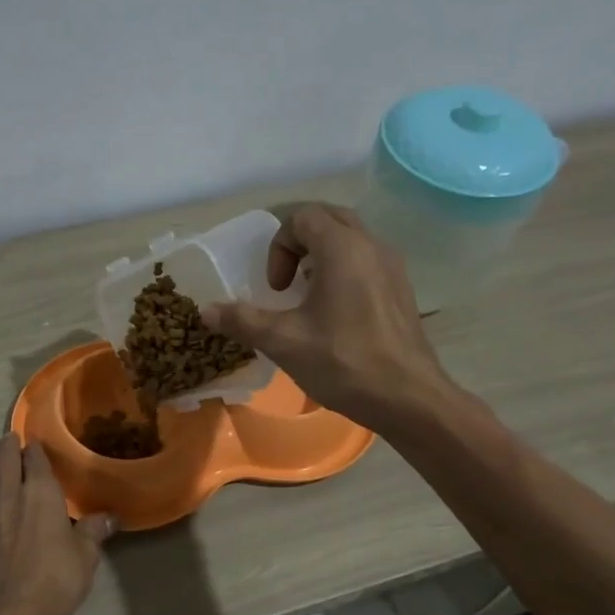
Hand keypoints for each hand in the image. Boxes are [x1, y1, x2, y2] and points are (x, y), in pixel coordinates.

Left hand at [0, 435, 113, 614]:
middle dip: (5, 447)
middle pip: (1, 461)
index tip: (34, 443)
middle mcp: (7, 498)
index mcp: (39, 494)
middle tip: (8, 442)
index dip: (34, 448)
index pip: (34, 458)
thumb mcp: (86, 556)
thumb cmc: (56, 580)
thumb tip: (110, 517)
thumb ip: (94, 531)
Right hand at [203, 203, 446, 428]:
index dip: (278, 247)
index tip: (275, 288)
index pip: (302, 216)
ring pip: (352, 238)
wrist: (408, 398)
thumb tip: (206, 311)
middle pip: (329, 219)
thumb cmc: (344, 363)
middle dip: (299, 242)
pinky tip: (334, 314)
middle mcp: (372, 246)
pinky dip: (343, 271)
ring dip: (321, 256)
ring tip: (307, 296)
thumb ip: (243, 320)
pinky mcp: (402, 290)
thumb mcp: (284, 342)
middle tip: (286, 281)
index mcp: (343, 249)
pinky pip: (367, 261)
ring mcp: (392, 267)